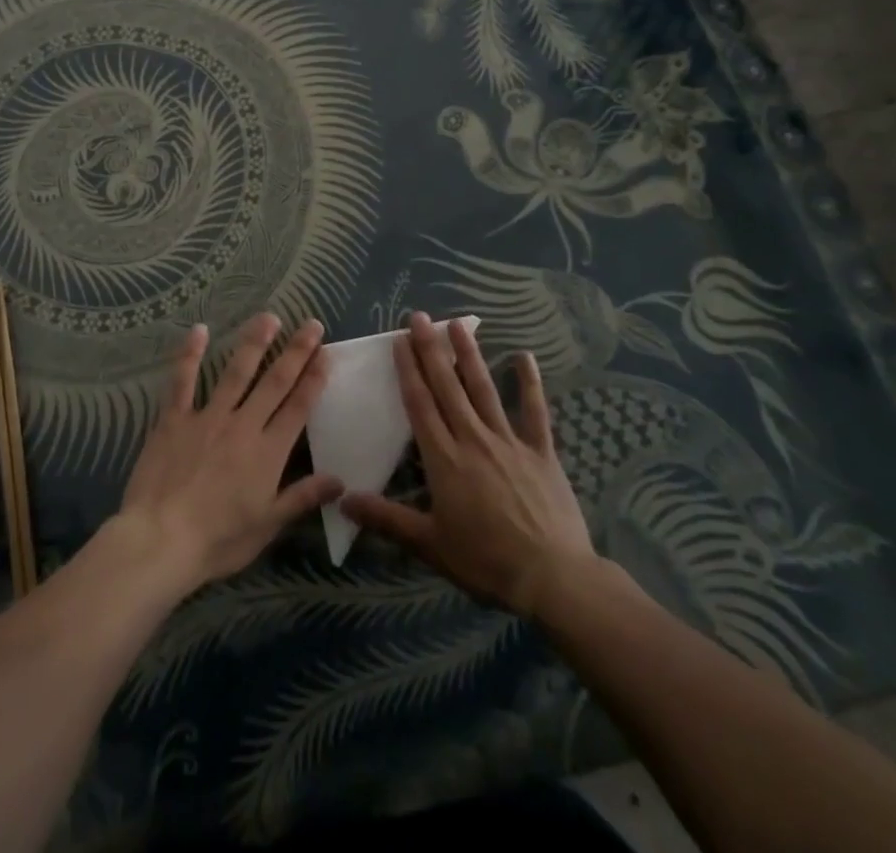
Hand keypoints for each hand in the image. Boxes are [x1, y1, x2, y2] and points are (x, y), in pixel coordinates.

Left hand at [113, 314, 341, 594]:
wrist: (161, 540)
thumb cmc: (218, 540)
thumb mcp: (267, 526)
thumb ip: (302, 498)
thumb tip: (340, 480)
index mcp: (268, 452)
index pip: (298, 408)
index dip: (314, 379)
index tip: (326, 354)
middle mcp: (243, 425)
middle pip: (274, 382)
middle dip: (296, 351)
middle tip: (311, 324)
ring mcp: (207, 417)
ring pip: (236, 373)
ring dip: (254, 343)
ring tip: (268, 317)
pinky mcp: (174, 419)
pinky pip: (183, 381)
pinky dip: (190, 355)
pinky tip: (198, 330)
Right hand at [343, 313, 596, 618]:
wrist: (553, 577)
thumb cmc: (485, 561)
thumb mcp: (429, 544)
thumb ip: (386, 518)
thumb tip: (342, 500)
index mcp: (444, 458)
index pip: (420, 404)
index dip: (408, 370)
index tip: (399, 340)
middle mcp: (473, 439)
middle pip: (447, 386)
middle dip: (431, 350)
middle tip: (420, 317)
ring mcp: (509, 441)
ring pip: (484, 389)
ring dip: (469, 355)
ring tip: (458, 323)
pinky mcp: (541, 451)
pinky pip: (535, 411)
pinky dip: (529, 383)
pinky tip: (524, 356)